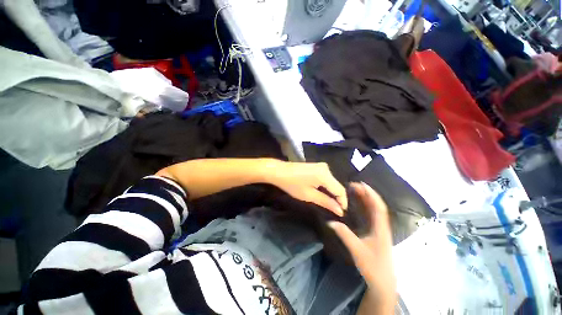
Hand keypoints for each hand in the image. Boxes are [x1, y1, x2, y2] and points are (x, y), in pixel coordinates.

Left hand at [267, 161, 347, 215]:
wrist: (279, 171)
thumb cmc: (292, 184)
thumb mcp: (309, 195)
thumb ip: (326, 202)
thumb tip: (340, 210)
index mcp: (325, 175)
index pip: (340, 190)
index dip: (343, 202)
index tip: (341, 213)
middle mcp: (326, 168)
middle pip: (337, 185)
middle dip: (337, 198)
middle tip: (335, 211)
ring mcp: (321, 166)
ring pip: (332, 182)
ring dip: (331, 193)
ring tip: (330, 204)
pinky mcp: (317, 166)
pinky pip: (326, 178)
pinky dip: (326, 187)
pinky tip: (323, 194)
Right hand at [328, 182, 395, 313]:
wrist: (383, 282)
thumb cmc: (373, 266)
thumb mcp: (357, 250)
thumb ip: (344, 235)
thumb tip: (330, 222)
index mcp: (381, 229)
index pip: (379, 207)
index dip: (371, 194)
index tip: (362, 184)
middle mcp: (382, 226)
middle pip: (376, 205)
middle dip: (367, 193)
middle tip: (354, 185)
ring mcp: (379, 229)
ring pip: (374, 210)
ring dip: (366, 199)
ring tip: (356, 190)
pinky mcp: (376, 232)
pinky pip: (371, 216)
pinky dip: (365, 207)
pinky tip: (359, 204)